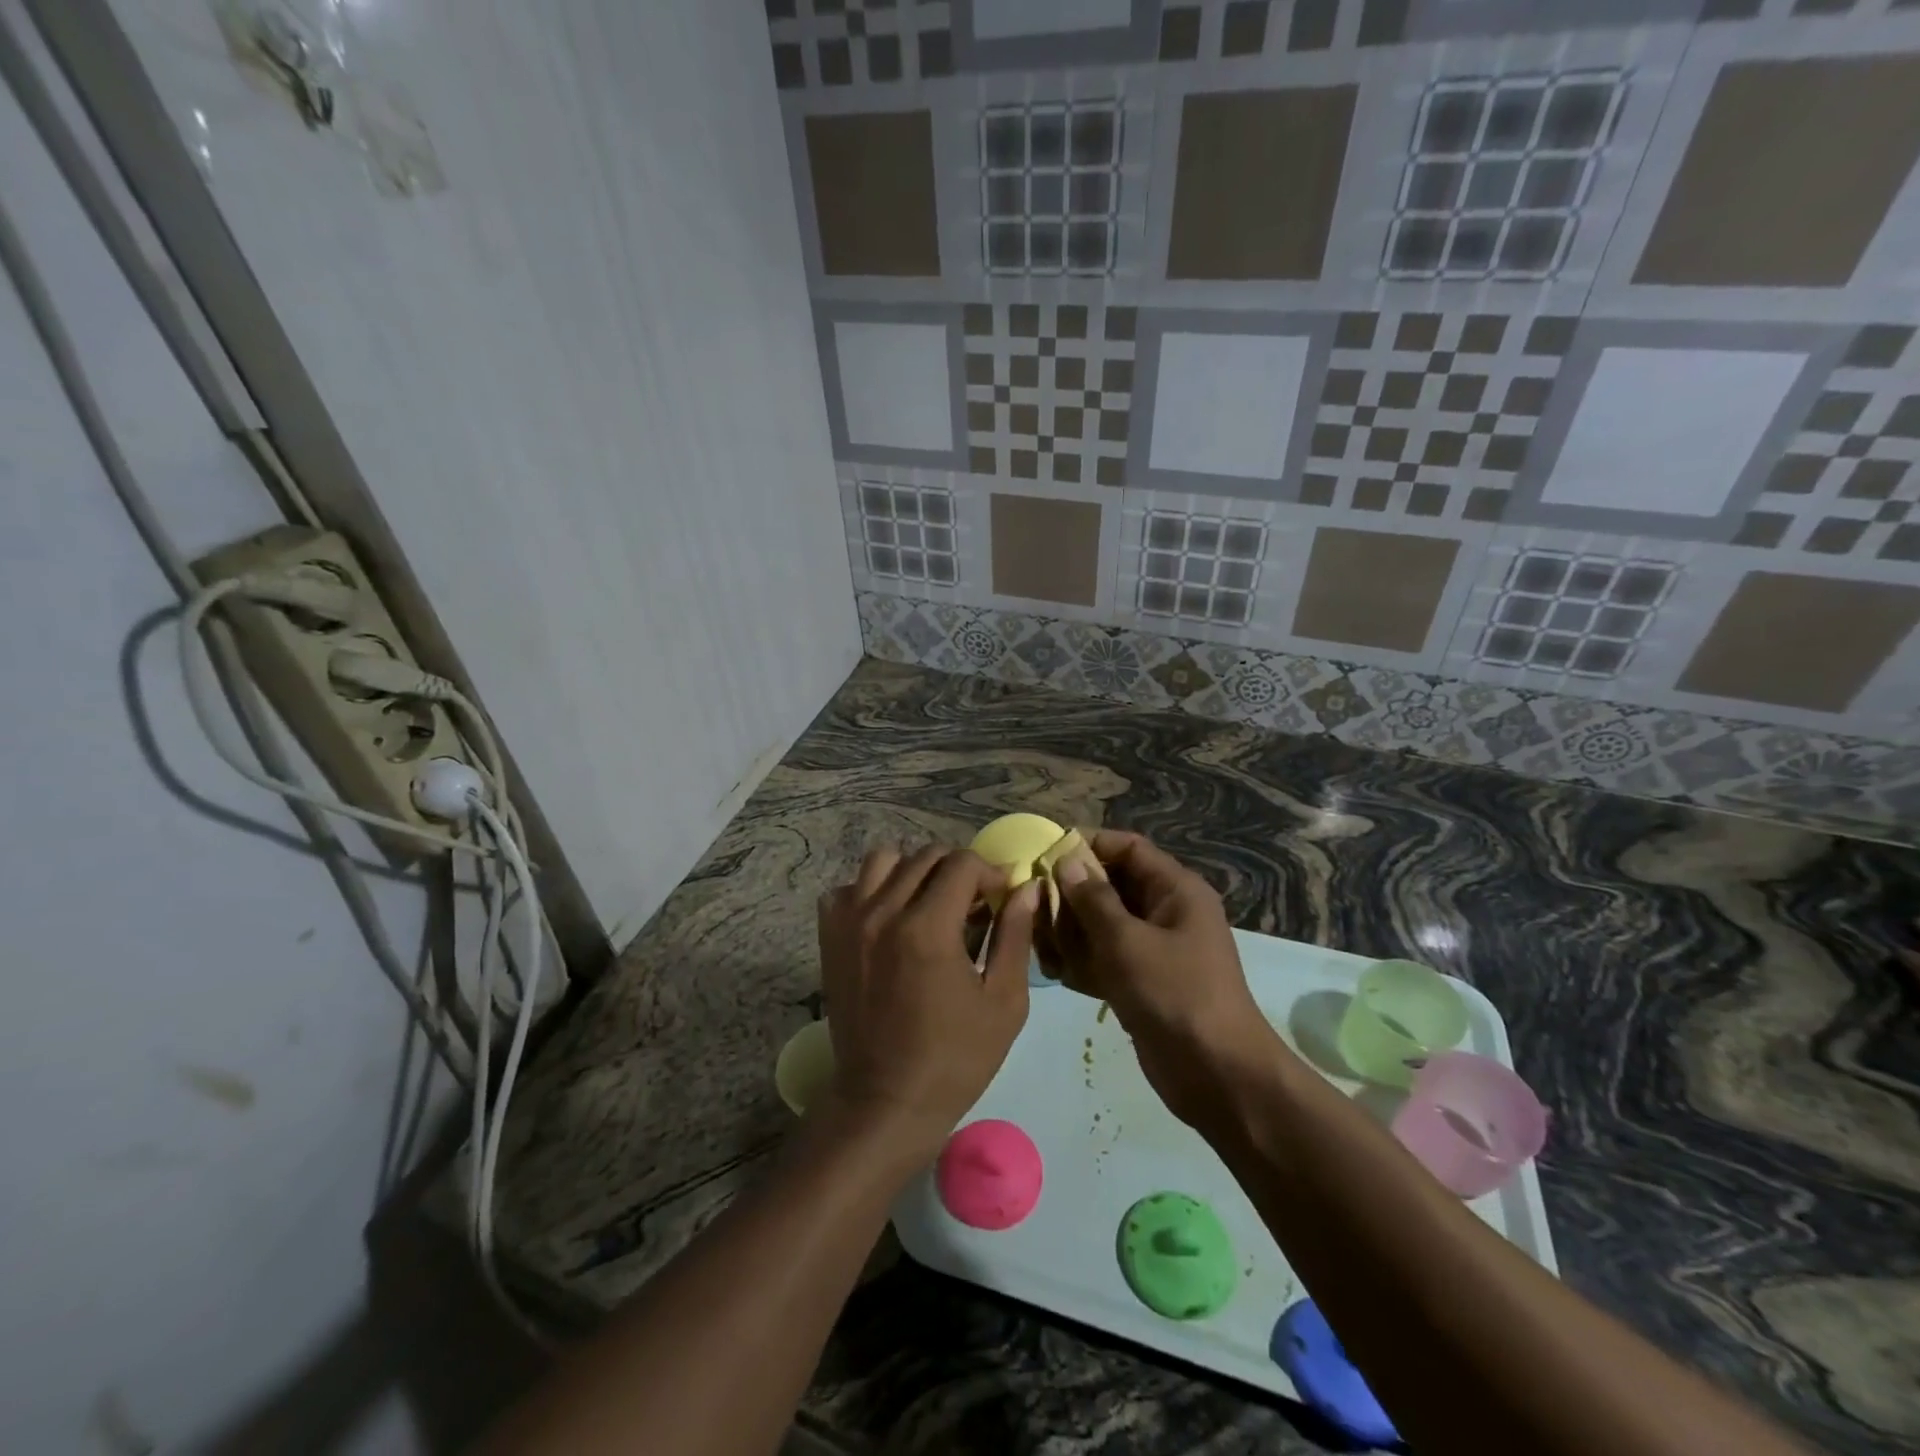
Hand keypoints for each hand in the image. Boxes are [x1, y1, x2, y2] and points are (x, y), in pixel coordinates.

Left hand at [817, 846, 1037, 1156]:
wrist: (886, 1101)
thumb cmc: (955, 1059)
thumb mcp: (1004, 1001)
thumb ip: (1016, 935)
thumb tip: (1026, 886)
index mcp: (928, 928)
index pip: (962, 863)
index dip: (990, 872)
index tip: (1001, 896)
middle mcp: (883, 912)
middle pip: (926, 856)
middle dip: (957, 871)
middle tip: (973, 904)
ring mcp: (850, 922)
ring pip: (884, 859)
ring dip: (913, 871)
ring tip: (929, 903)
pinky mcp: (830, 936)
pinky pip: (849, 887)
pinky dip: (871, 890)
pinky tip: (890, 918)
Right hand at [1040, 831, 1279, 1127]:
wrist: (1216, 1074)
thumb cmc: (1174, 994)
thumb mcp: (1127, 941)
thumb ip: (1093, 900)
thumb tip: (1067, 861)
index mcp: (1175, 890)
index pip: (1128, 848)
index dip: (1089, 844)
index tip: (1046, 853)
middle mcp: (1166, 912)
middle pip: (1111, 886)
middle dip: (1073, 894)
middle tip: (1035, 904)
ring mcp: (1155, 949)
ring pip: (1103, 924)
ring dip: (1072, 931)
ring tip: (1042, 943)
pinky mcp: (1143, 982)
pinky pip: (1106, 957)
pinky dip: (1083, 962)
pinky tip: (1058, 972)